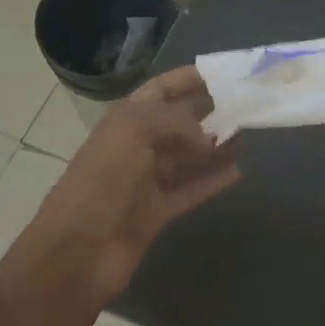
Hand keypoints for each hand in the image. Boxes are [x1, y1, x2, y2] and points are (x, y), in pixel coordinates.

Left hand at [29, 66, 239, 302]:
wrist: (76, 252)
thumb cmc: (102, 181)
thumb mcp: (135, 131)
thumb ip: (176, 122)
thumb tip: (207, 137)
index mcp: (126, 120)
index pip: (161, 90)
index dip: (189, 79)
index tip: (226, 74)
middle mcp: (137, 145)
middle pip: (179, 123)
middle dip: (210, 112)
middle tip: (248, 106)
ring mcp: (147, 181)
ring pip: (188, 156)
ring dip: (215, 146)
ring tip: (247, 135)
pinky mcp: (157, 213)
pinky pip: (191, 191)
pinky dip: (212, 181)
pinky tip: (238, 171)